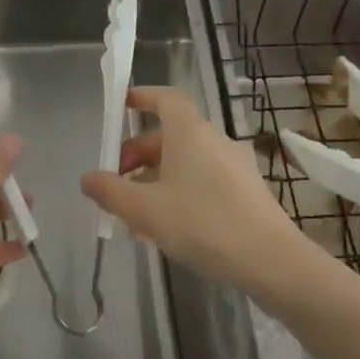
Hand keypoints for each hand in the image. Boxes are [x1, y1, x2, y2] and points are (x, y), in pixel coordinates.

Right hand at [80, 86, 311, 298]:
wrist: (271, 261)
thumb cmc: (202, 224)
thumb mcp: (145, 210)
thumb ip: (111, 192)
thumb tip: (88, 178)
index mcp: (189, 132)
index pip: (165, 98)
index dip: (142, 97)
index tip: (121, 106)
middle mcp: (213, 140)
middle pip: (169, 135)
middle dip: (138, 155)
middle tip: (118, 184)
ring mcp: (233, 165)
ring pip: (185, 162)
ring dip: (156, 179)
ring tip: (136, 216)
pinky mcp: (246, 190)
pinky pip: (203, 180)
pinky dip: (179, 192)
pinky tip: (167, 228)